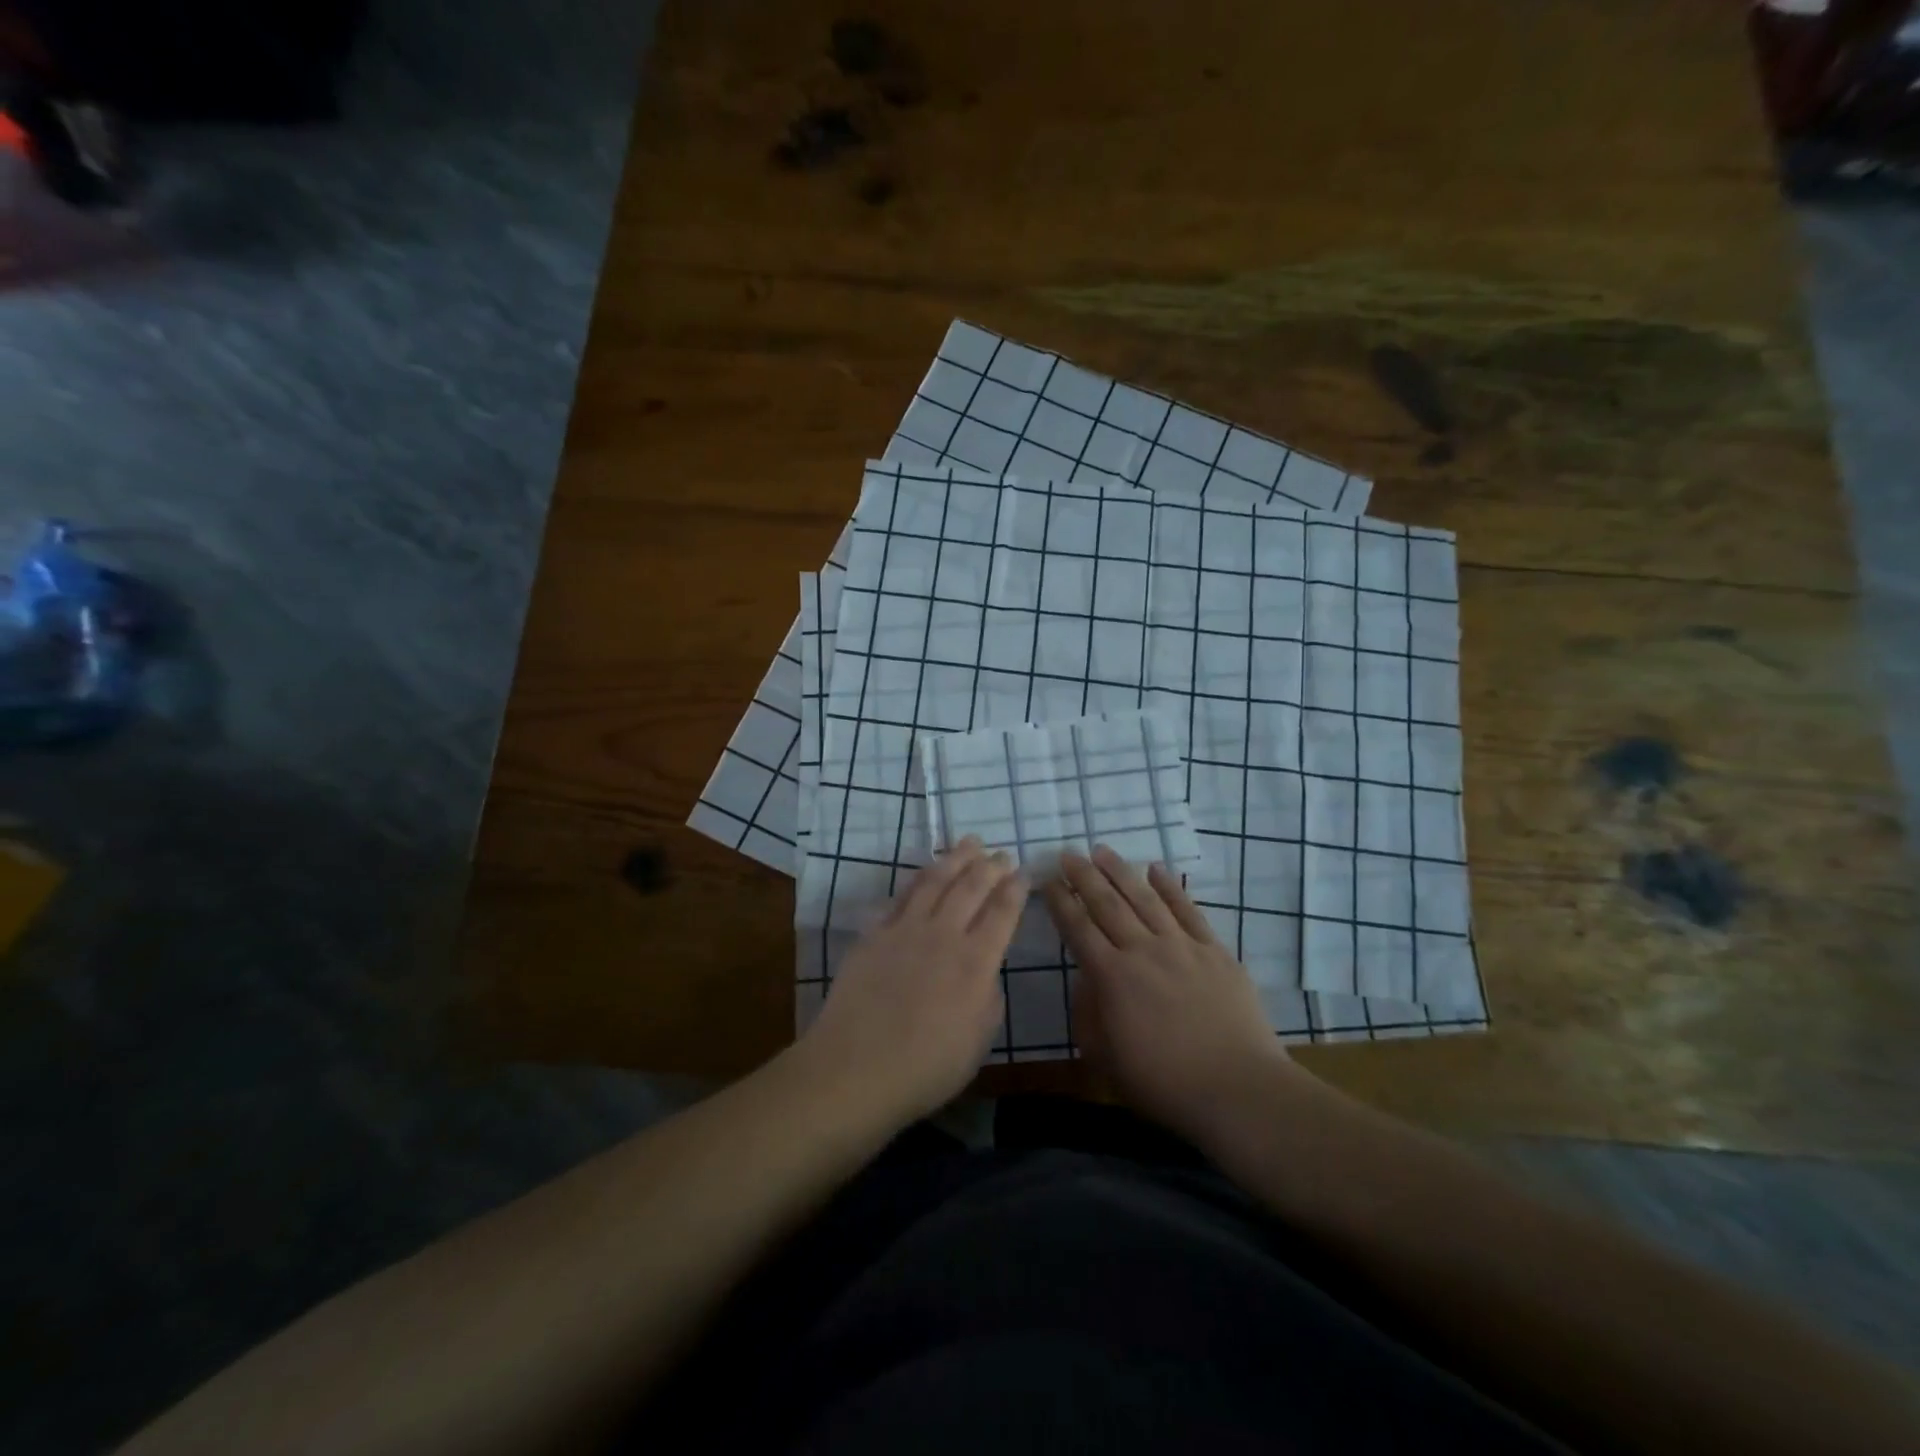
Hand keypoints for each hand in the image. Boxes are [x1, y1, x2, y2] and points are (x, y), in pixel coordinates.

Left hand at [799, 837, 1025, 1125]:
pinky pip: (899, 897)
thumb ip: (989, 998)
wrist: (856, 1068)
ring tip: (969, 843)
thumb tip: (985, 973)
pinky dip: (916, 881)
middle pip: (971, 887)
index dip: (1015, 890)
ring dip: (955, 858)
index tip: (1023, 873)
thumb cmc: (925, 1068)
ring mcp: (905, 930)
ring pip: (935, 881)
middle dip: (990, 866)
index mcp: (975, 962)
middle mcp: (943, 935)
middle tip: (1001, 853)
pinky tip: (923, 875)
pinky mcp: (874, 934)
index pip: (1002, 913)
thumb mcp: (978, 1041)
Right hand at [1044, 846, 1297, 1143]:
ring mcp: (1181, 946)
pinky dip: (1171, 887)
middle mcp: (1142, 951)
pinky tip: (1157, 869)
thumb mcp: (1105, 1057)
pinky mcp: (1215, 951)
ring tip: (1103, 850)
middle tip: (1068, 854)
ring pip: (1145, 898)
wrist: (1237, 1089)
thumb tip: (1086, 979)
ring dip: (1121, 872)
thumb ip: (1087, 1014)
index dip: (1060, 901)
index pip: (1078, 928)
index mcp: (1111, 977)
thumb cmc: (1164, 1082)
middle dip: (1084, 876)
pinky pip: (1188, 910)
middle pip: (1107, 904)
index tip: (1048, 880)